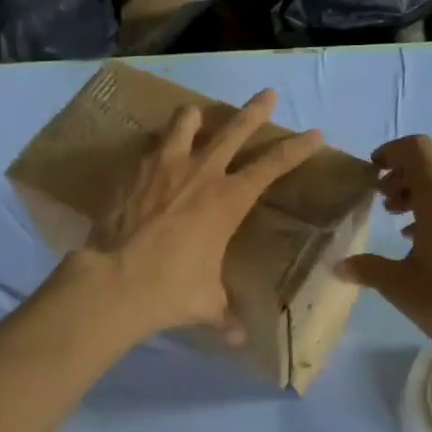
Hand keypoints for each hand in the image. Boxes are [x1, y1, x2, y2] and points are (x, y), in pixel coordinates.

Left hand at [79, 89, 321, 343]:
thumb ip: (225, 315)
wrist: (116, 280)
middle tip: (267, 94)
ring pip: (185, 123)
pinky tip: (155, 151)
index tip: (314, 133)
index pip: (273, 165)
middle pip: (234, 129)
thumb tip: (238, 338)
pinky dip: (158, 144)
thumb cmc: (172, 289)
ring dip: (196, 116)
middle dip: (254, 110)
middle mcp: (201, 172)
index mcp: (228, 200)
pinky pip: (151, 145)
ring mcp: (165, 165)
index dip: (296, 148)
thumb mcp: (207, 302)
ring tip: (197, 112)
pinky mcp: (134, 171)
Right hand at [337, 136, 431, 359]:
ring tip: (400, 218)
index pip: (416, 148)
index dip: (390, 152)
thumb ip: (367, 268)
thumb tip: (339, 266)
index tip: (372, 173)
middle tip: (383, 199)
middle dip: (404, 171)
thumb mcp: (400, 286)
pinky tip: (426, 239)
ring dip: (422, 188)